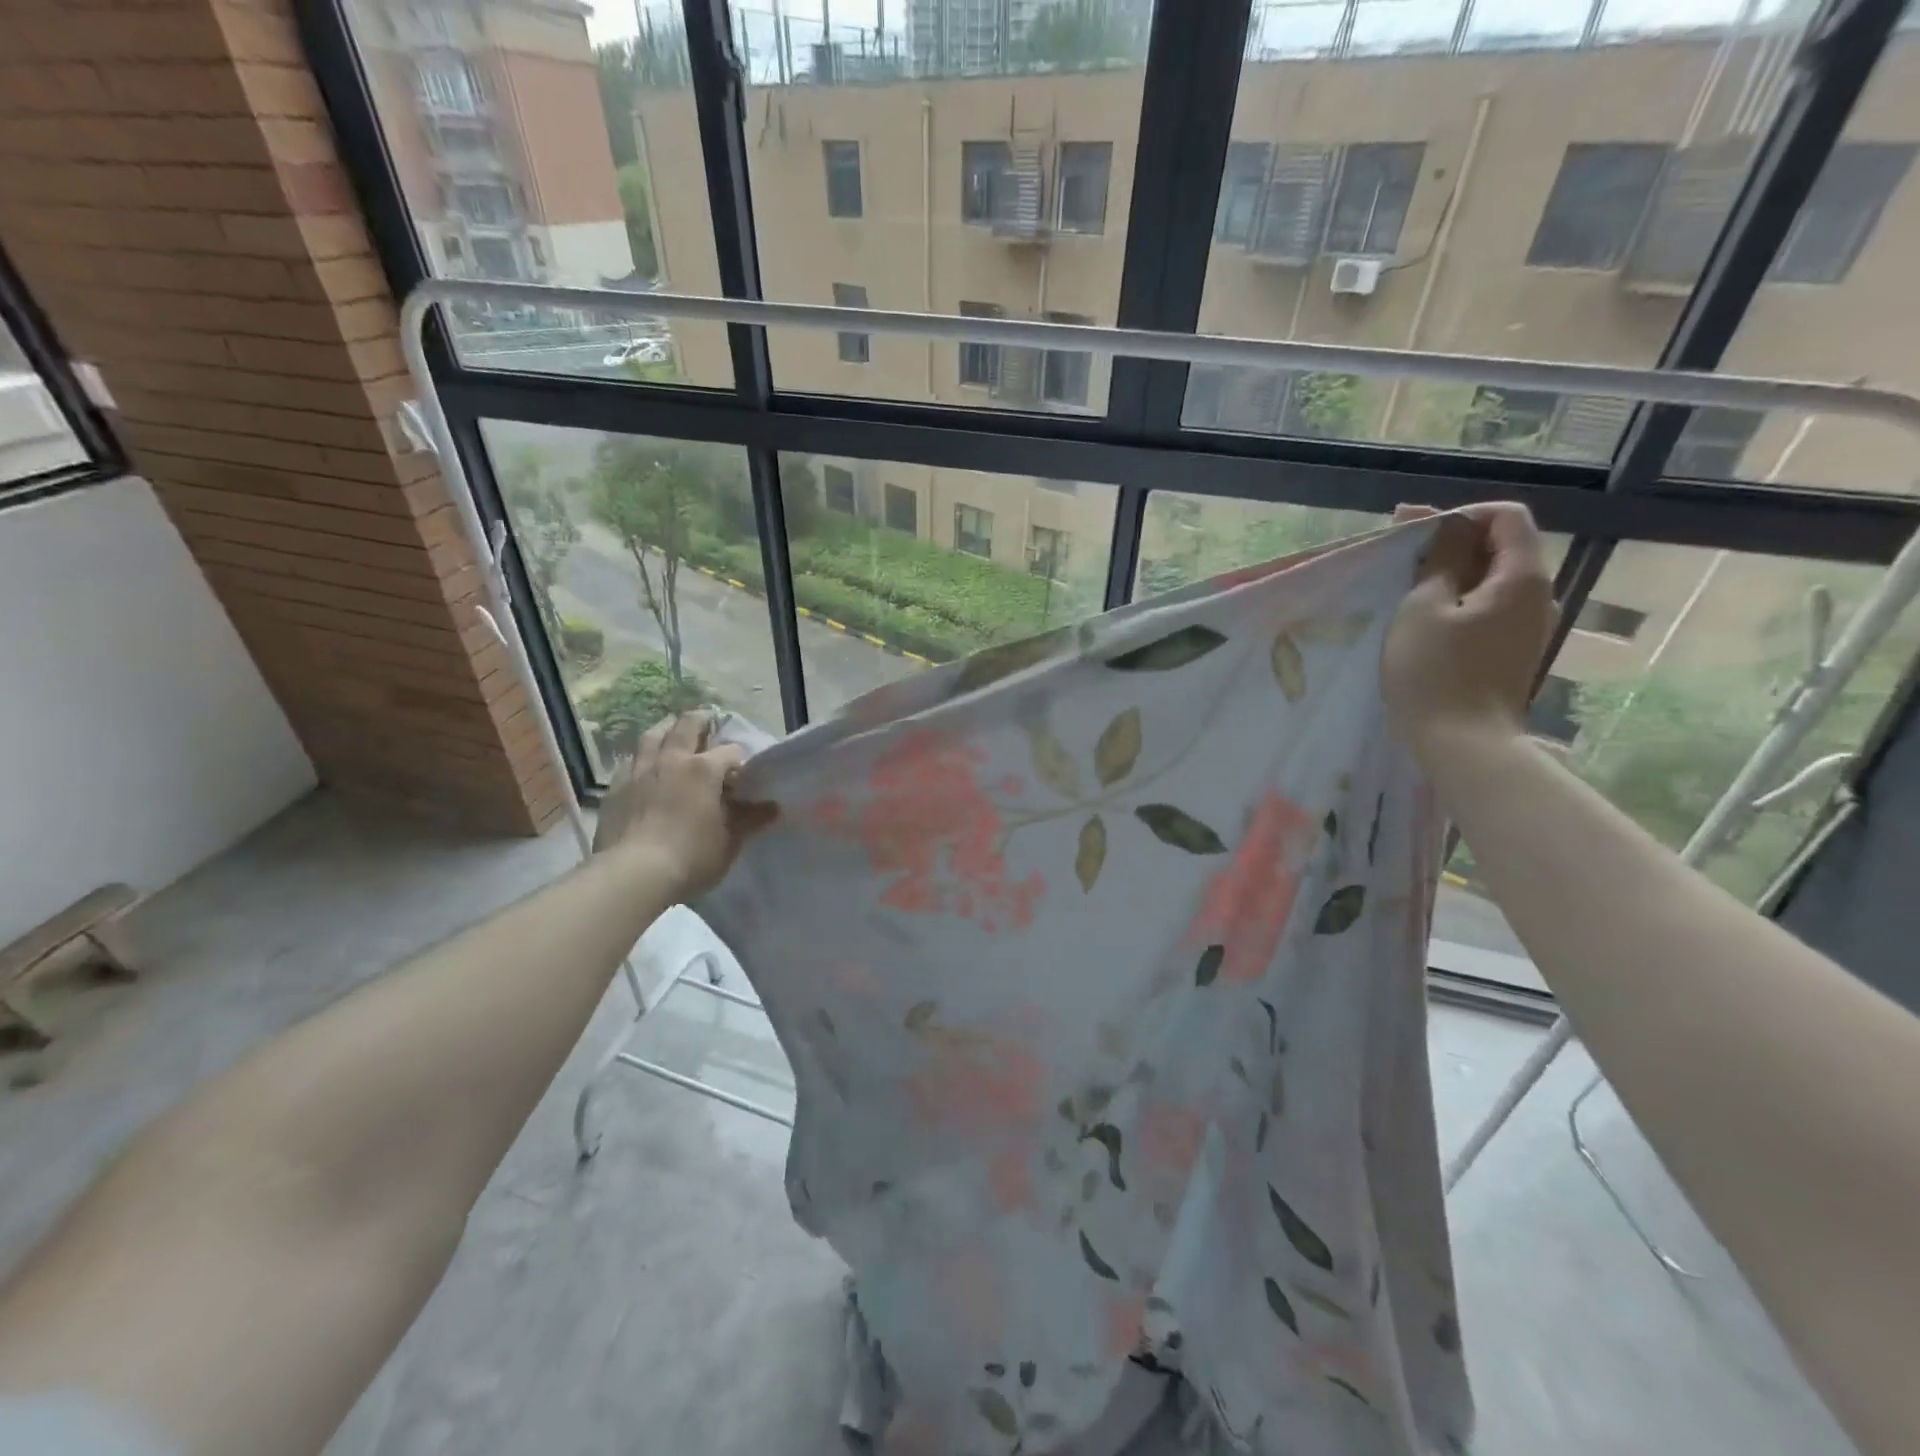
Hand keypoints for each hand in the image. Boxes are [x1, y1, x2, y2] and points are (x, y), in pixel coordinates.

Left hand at [592, 711, 777, 898]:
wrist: (633, 875)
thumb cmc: (691, 857)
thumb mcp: (730, 841)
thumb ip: (750, 820)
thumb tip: (772, 807)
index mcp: (704, 769)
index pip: (729, 751)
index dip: (739, 760)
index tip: (742, 774)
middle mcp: (671, 760)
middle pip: (686, 726)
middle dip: (700, 722)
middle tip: (708, 723)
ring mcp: (638, 771)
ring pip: (652, 736)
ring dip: (666, 731)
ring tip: (673, 735)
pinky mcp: (615, 789)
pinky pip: (630, 762)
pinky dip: (642, 760)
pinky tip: (645, 770)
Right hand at [1382, 503, 1557, 761]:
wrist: (1463, 745)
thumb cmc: (1435, 673)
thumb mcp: (1423, 608)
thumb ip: (1440, 560)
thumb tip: (1448, 526)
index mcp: (1522, 578)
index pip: (1506, 517)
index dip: (1461, 515)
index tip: (1415, 533)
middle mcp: (1539, 596)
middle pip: (1503, 548)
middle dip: (1453, 544)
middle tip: (1401, 558)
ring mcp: (1529, 628)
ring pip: (1494, 582)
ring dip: (1454, 576)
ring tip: (1408, 590)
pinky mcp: (1513, 653)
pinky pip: (1490, 611)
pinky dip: (1460, 603)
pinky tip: (1426, 621)